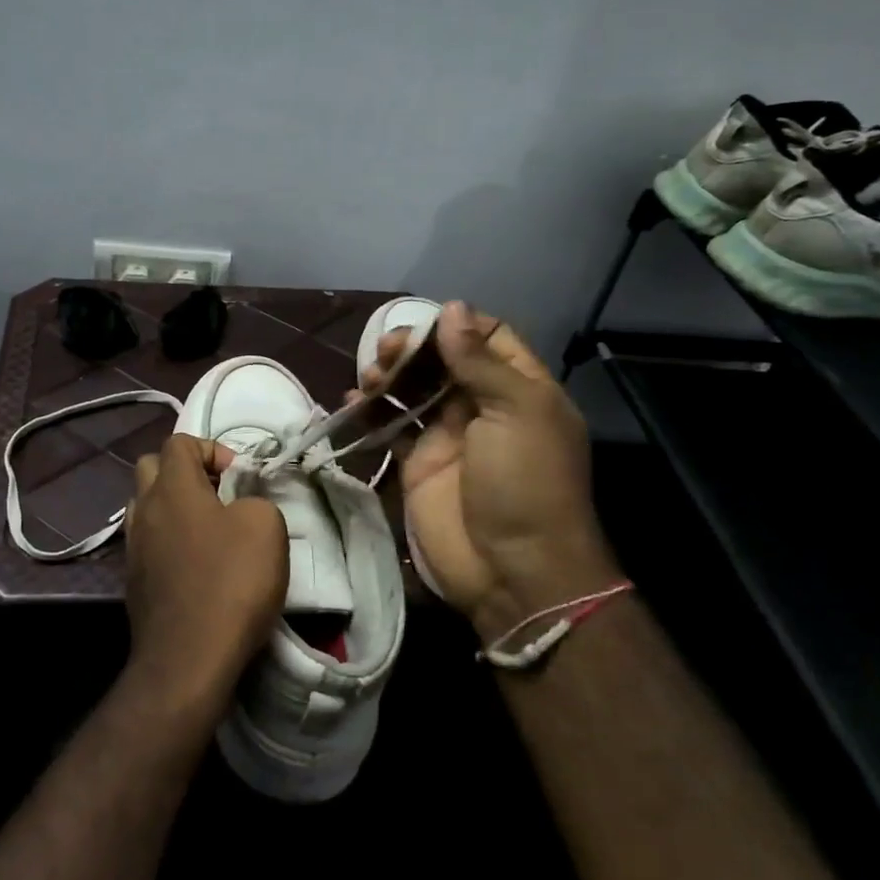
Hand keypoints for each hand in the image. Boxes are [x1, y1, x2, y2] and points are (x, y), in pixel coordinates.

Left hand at [123, 434, 287, 716]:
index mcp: (171, 486)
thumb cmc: (230, 582)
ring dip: (173, 508)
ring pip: (146, 506)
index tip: (238, 479)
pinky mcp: (133, 581)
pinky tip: (194, 566)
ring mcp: (132, 546)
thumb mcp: (266, 526)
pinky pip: (148, 543)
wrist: (188, 659)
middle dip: (184, 473)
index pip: (179, 442)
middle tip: (218, 497)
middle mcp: (144, 508)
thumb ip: (254, 499)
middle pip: (151, 468)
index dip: (211, 449)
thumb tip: (240, 505)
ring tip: (207, 531)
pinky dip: (168, 542)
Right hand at [363, 302, 617, 638]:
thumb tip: (452, 308)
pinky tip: (354, 402)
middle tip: (387, 351)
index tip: (423, 324)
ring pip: (413, 389)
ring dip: (389, 375)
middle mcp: (483, 406)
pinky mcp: (419, 464)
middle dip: (413, 348)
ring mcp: (449, 436)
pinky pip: (391, 427)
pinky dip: (371, 411)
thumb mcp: (516, 412)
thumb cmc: (525, 482)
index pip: (487, 337)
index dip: (455, 325)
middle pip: (443, 360)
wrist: (514, 572)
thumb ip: (479, 360)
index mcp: (519, 388)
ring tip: (371, 378)